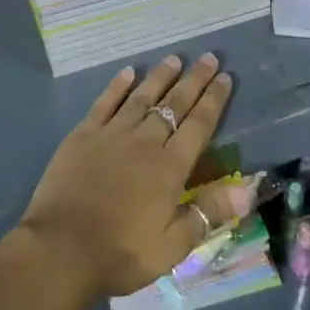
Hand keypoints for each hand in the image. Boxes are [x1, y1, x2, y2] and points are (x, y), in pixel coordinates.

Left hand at [16, 54, 253, 298]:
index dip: (214, 100)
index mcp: (169, 168)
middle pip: (174, 104)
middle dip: (194, 80)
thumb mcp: (172, 246)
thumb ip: (208, 213)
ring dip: (160, 76)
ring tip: (174, 58)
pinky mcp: (84, 134)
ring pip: (142, 97)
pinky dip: (118, 85)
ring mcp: (112, 134)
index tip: (225, 77)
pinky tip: (128, 72)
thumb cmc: (121, 253)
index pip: (198, 126)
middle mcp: (144, 141)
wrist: (62, 247)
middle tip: (208, 57)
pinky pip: (105, 102)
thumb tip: (247, 190)